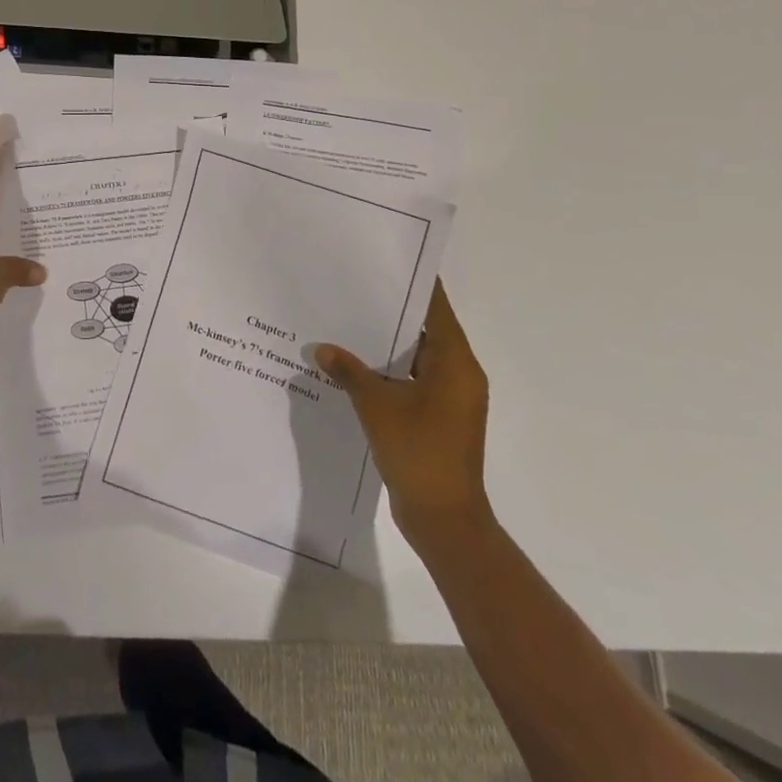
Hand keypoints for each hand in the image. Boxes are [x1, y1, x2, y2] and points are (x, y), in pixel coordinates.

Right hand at [313, 282, 491, 548]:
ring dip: (387, 343)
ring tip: (347, 320)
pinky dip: (389, 370)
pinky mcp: (439, 418)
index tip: (384, 261)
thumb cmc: (418, 453)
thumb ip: (349, 371)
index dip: (413, 283)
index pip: (436, 307)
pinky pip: (413, 380)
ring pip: (417, 356)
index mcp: (456, 363)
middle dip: (392, 311)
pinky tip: (354, 365)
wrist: (444, 520)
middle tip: (353, 287)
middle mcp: (459, 375)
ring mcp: (450, 398)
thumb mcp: (377, 406)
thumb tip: (321, 349)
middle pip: (427, 329)